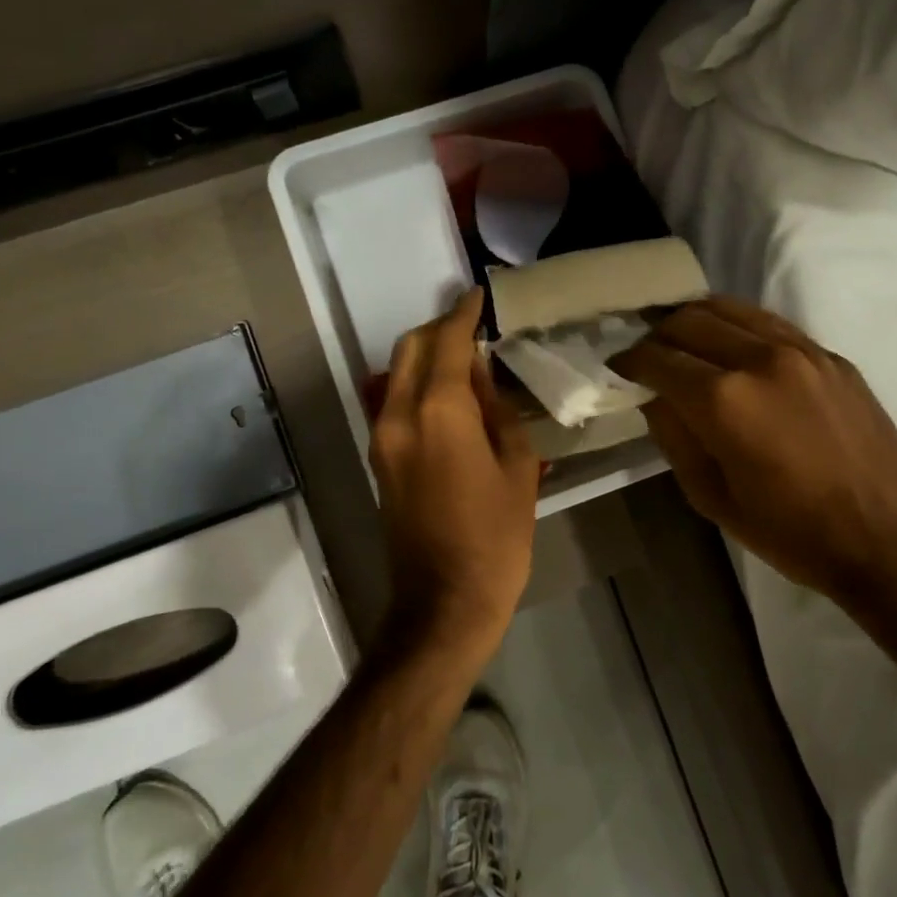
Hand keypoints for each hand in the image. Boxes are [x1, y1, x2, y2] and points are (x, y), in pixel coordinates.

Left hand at [370, 289, 538, 659]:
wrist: (443, 601)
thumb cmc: (495, 538)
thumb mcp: (517, 468)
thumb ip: (497, 411)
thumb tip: (481, 376)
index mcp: (438, 413)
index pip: (447, 342)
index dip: (463, 314)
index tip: (478, 295)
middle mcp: (399, 415)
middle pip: (409, 349)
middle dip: (439, 329)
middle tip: (473, 327)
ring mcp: (381, 438)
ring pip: (396, 374)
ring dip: (425, 356)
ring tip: (464, 359)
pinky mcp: (379, 459)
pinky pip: (394, 402)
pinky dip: (416, 384)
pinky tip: (448, 395)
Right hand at [613, 296, 896, 604]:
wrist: (886, 538)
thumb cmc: (789, 531)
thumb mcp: (710, 496)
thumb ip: (674, 436)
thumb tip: (655, 397)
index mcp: (723, 400)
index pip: (658, 358)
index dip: (629, 361)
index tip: (618, 369)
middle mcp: (759, 359)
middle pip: (690, 320)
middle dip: (658, 334)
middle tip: (649, 356)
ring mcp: (802, 351)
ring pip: (732, 308)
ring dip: (697, 320)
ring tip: (685, 342)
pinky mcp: (831, 356)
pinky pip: (771, 324)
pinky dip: (739, 327)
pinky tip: (735, 350)